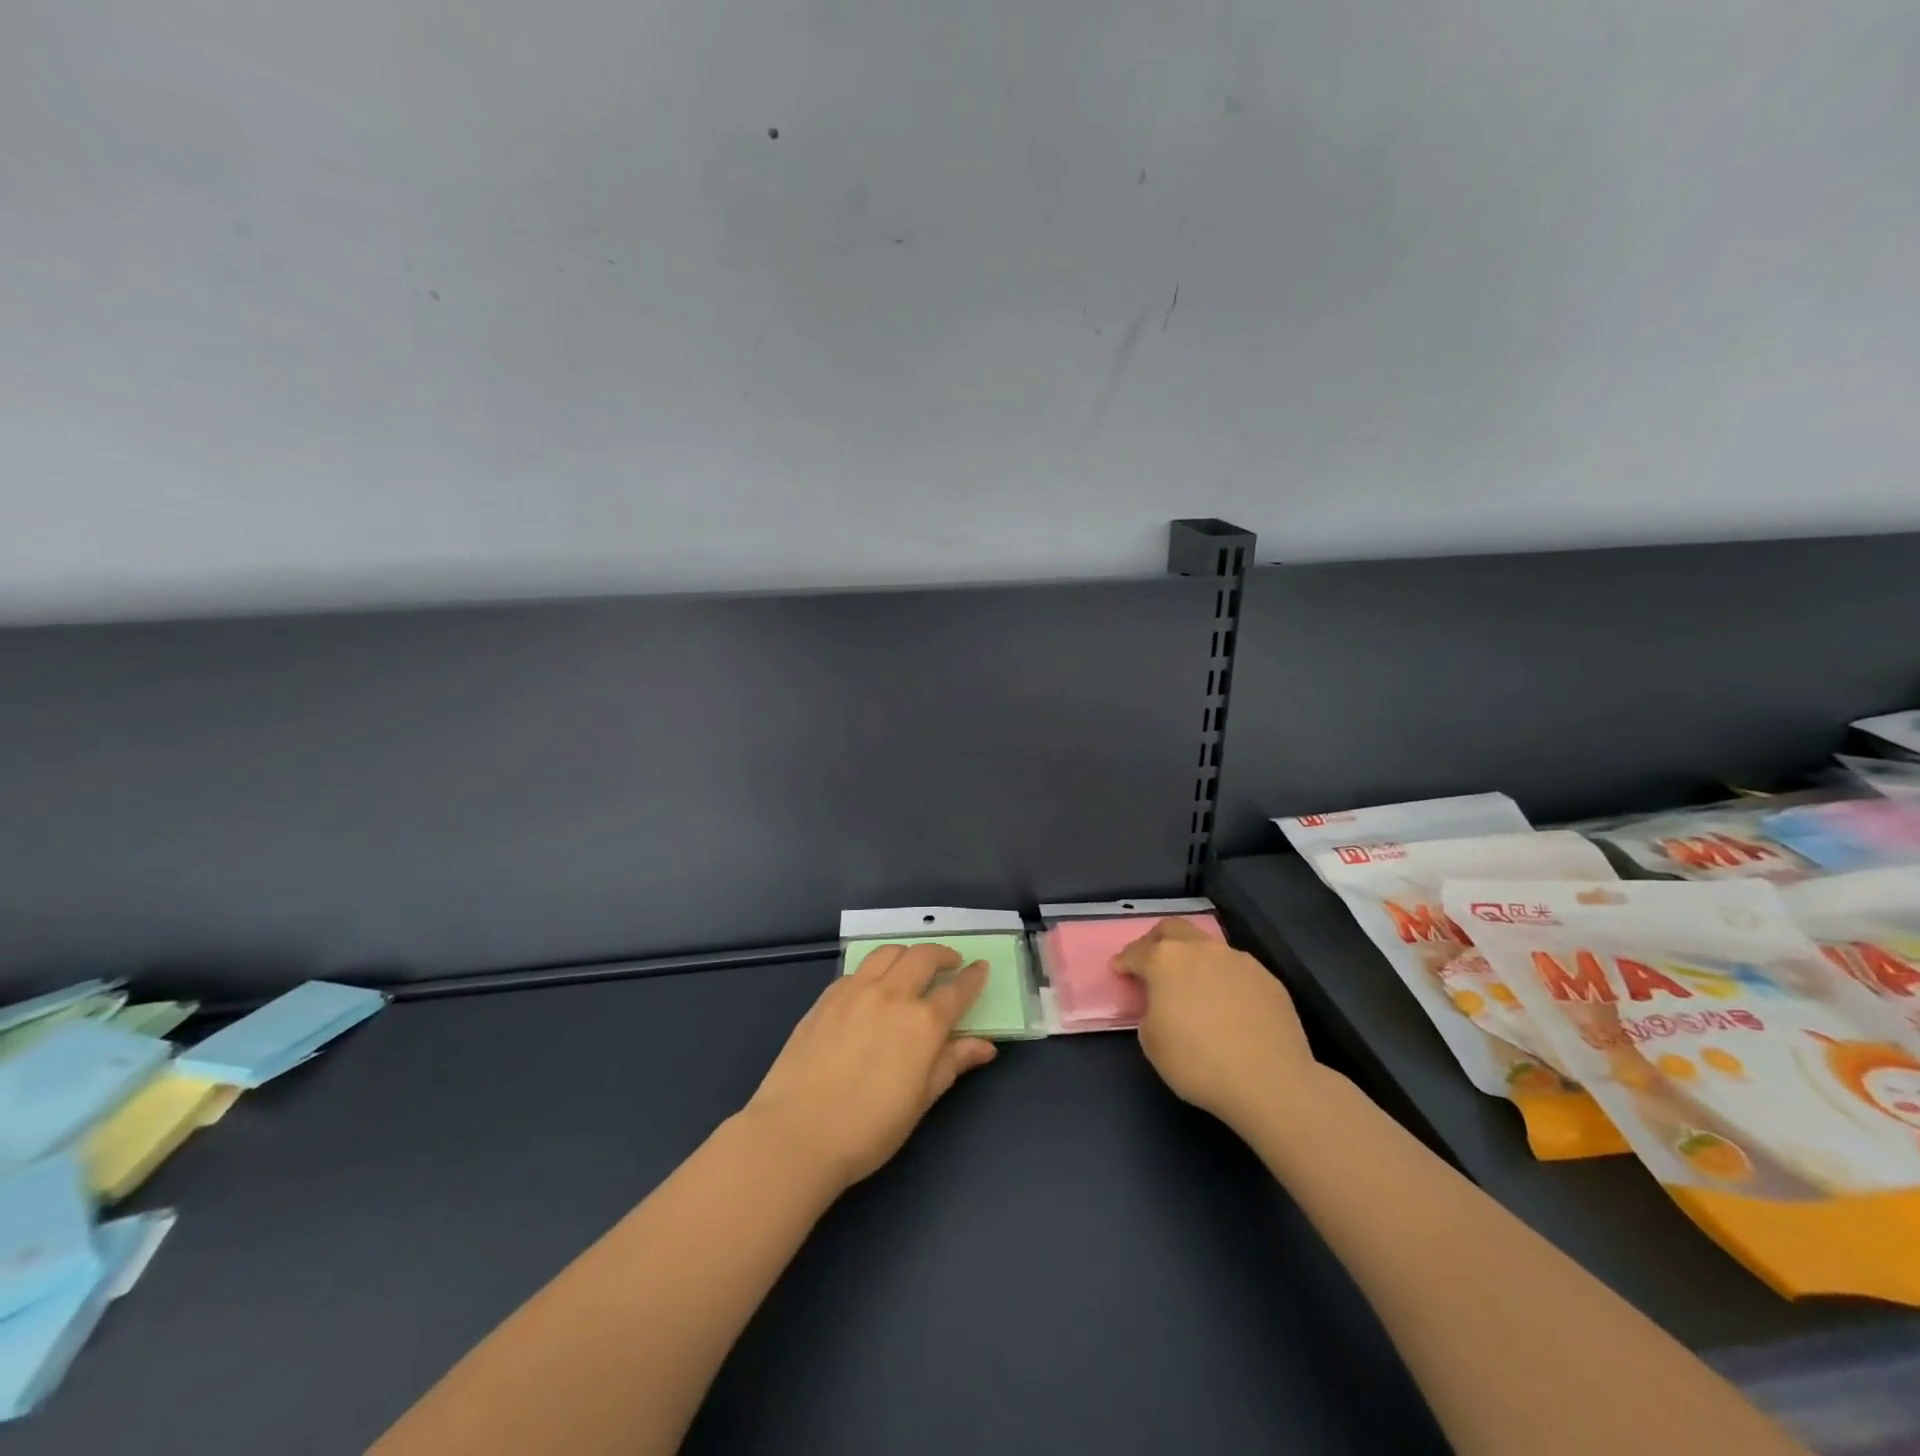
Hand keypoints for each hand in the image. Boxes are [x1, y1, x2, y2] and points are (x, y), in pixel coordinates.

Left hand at [741, 943, 998, 1192]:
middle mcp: (891, 995)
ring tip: (912, 966)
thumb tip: (984, 1046)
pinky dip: (875, 969)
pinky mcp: (827, 997)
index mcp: (922, 1023)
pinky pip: (858, 969)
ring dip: (908, 953)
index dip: (973, 978)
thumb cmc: (867, 1130)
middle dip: (943, 954)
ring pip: (888, 952)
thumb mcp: (920, 1102)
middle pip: (923, 957)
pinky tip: (872, 987)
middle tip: (950, 963)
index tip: (981, 968)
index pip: (957, 991)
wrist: (796, 1134)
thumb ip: (951, 1064)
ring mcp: (855, 991)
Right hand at [1116, 918, 1319, 1129]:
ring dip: (1193, 959)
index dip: (1124, 961)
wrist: (1270, 1082)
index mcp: (1166, 960)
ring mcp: (1237, 959)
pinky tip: (1227, 1005)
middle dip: (1156, 941)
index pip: (1136, 952)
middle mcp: (1201, 949)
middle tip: (1151, 962)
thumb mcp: (1152, 1042)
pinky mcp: (1266, 977)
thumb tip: (1162, 1004)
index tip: (1119, 970)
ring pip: (1207, 946)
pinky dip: (1223, 979)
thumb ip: (1150, 1011)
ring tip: (1193, 986)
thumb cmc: (1199, 1063)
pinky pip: (1235, 969)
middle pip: (1172, 929)